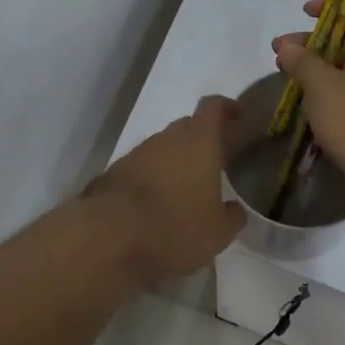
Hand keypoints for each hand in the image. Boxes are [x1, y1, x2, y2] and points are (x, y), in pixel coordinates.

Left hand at [84, 96, 245, 285]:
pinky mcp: (112, 174)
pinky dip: (150, 179)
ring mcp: (136, 155)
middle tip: (212, 161)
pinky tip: (154, 205)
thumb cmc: (174, 228)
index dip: (226, 107)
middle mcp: (166, 140)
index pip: (213, 108)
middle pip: (186, 126)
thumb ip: (231, 217)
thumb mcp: (217, 233)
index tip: (236, 115)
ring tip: (182, 190)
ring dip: (173, 162)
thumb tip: (233, 209)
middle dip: (200, 139)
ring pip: (161, 148)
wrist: (108, 237)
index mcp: (199, 144)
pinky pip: (139, 169)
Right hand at [271, 1, 344, 217]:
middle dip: (316, 42)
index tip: (306, 12)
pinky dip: (327, 96)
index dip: (338, 4)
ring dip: (318, 71)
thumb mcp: (324, 86)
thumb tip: (287, 45)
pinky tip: (303, 105)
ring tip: (285, 75)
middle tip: (283, 50)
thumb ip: (303, 61)